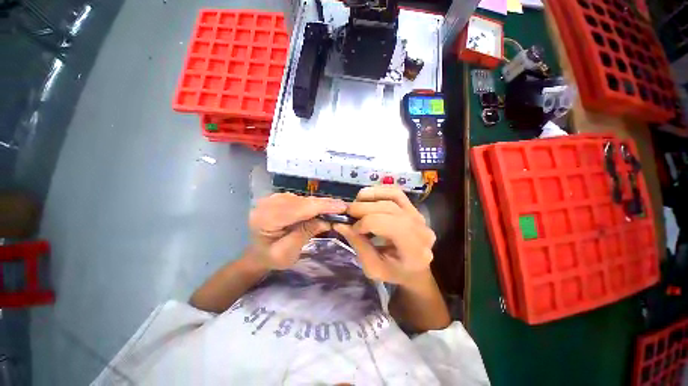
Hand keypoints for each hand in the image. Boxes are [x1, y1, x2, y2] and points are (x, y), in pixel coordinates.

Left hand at [248, 193, 346, 269]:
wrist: (258, 252)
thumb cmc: (271, 257)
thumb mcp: (288, 252)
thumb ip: (305, 233)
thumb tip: (327, 220)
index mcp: (266, 218)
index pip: (299, 209)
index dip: (322, 207)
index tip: (342, 207)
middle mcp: (269, 203)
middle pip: (303, 201)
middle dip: (325, 204)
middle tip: (345, 208)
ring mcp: (274, 198)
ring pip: (304, 199)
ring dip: (321, 204)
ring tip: (337, 209)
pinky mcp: (280, 197)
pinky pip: (302, 199)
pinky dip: (314, 204)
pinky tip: (324, 208)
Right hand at [333, 186, 435, 286]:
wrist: (414, 270)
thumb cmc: (394, 272)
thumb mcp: (373, 268)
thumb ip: (357, 244)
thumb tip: (340, 224)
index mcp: (414, 250)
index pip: (387, 224)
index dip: (365, 223)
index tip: (352, 228)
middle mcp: (421, 229)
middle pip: (388, 208)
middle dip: (363, 208)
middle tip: (348, 213)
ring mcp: (419, 216)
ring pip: (393, 196)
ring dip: (370, 196)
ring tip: (356, 203)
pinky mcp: (414, 208)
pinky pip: (396, 193)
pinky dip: (379, 191)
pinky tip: (366, 198)